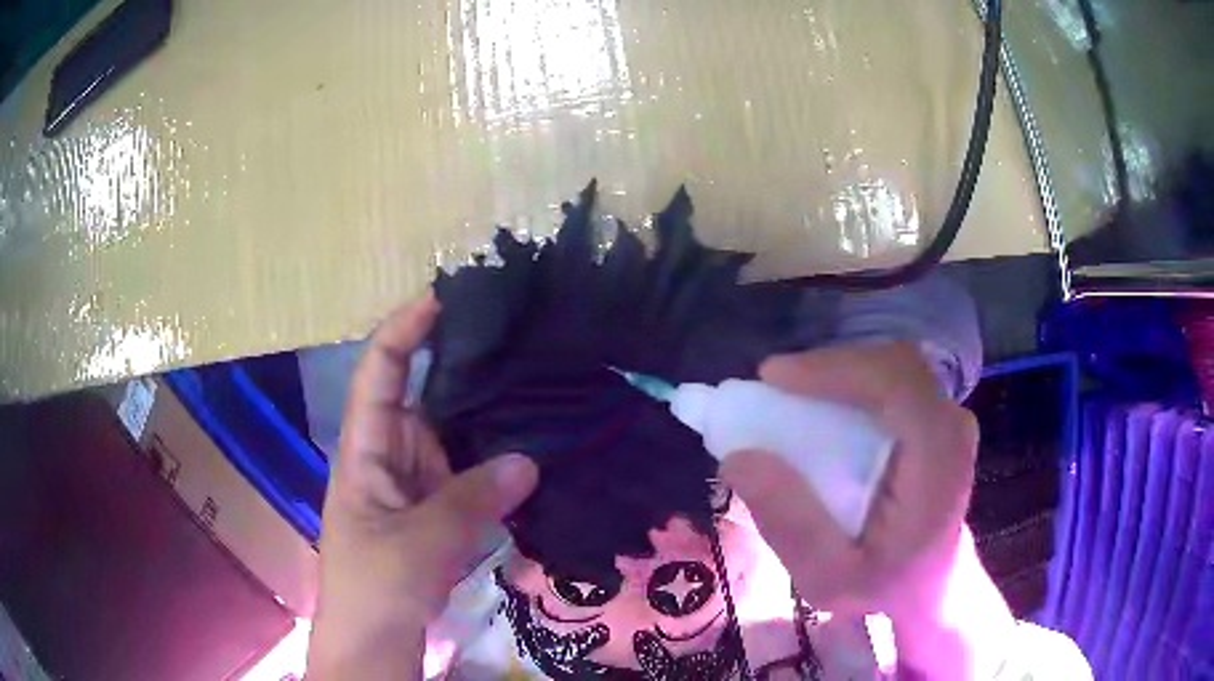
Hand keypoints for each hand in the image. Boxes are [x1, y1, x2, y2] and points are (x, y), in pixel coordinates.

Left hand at [307, 294, 538, 679]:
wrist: (375, 641)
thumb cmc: (375, 586)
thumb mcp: (419, 543)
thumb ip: (472, 500)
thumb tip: (528, 460)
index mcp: (366, 447)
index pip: (381, 369)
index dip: (408, 327)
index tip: (448, 294)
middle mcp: (392, 452)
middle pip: (427, 395)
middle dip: (466, 368)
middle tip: (522, 340)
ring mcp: (418, 482)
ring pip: (455, 436)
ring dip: (490, 418)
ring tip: (541, 384)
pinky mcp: (440, 509)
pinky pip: (471, 474)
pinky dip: (498, 463)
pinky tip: (536, 447)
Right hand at [721, 342, 1013, 678]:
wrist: (926, 581)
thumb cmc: (881, 585)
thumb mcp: (826, 579)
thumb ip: (790, 526)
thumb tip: (739, 458)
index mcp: (938, 468)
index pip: (898, 387)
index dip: (837, 370)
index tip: (773, 378)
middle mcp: (951, 427)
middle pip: (892, 365)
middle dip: (829, 367)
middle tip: (772, 388)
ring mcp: (947, 414)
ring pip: (890, 363)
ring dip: (836, 371)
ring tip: (789, 396)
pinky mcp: (934, 412)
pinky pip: (891, 375)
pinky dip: (850, 380)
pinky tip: (819, 402)